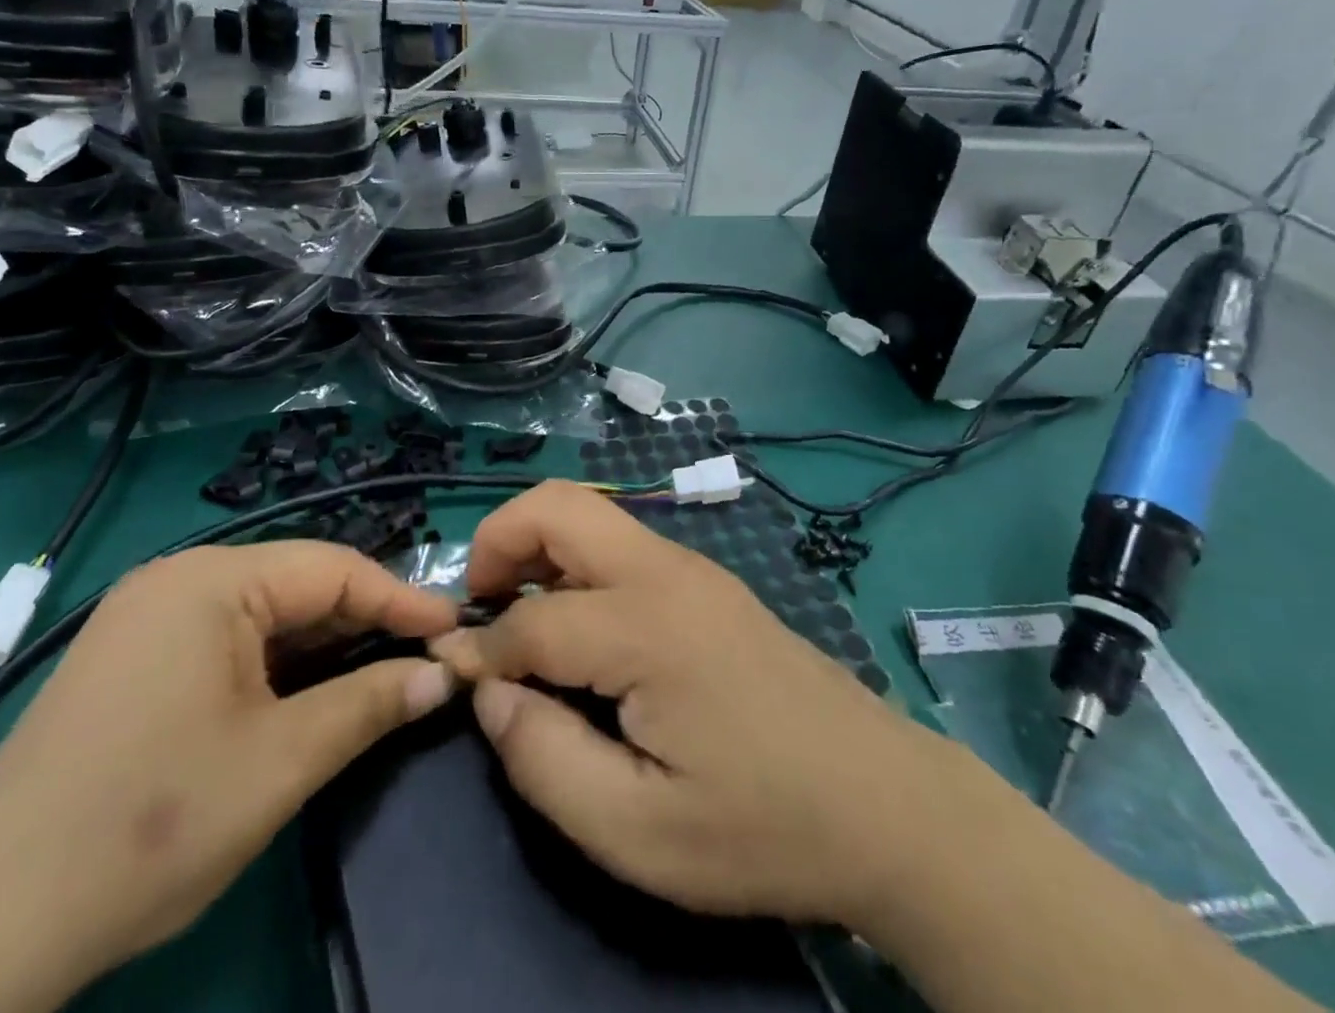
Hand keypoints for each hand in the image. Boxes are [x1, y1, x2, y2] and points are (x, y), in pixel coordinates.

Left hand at [0, 543, 458, 990]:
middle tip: (423, 658)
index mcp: (211, 581)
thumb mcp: (281, 761)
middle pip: (299, 585)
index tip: (455, 630)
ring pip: (265, 614)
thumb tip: (444, 675)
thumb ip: (371, 703)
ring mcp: (147, 618)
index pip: (334, 569)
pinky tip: (305, 694)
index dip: (401, 599)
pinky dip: (277, 663)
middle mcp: (178, 580)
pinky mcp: (132, 660)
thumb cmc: (150, 824)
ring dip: (323, 645)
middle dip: (363, 623)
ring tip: (379, 674)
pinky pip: (228, 640)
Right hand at [430, 481, 946, 928]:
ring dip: (537, 546)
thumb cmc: (761, 826)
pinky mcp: (706, 580)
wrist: (884, 802)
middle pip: (557, 504)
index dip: (480, 649)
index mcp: (646, 626)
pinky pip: (619, 543)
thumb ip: (545, 759)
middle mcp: (664, 571)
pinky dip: (574, 562)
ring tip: (519, 618)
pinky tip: (579, 627)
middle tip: (480, 608)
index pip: (531, 619)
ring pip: (589, 513)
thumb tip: (490, 692)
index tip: (451, 677)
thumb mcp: (638, 830)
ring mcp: (691, 567)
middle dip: (498, 540)